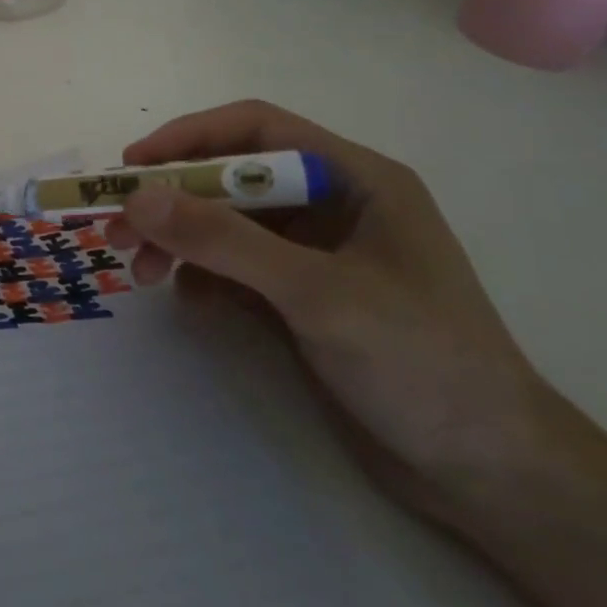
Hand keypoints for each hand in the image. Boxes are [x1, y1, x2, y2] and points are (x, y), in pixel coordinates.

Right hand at [106, 99, 551, 519]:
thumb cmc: (422, 364)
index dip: (188, 139)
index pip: (256, 130)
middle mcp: (333, 204)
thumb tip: (138, 197)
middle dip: (172, 200)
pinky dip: (202, 276)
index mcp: (355, 178)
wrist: (491, 477)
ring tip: (139, 273)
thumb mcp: (317, 294)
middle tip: (115, 229)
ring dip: (179, 241)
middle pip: (232, 179)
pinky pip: (235, 268)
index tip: (131, 167)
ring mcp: (316, 254)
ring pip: (227, 225)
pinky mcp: (302, 298)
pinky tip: (186, 300)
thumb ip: (226, 241)